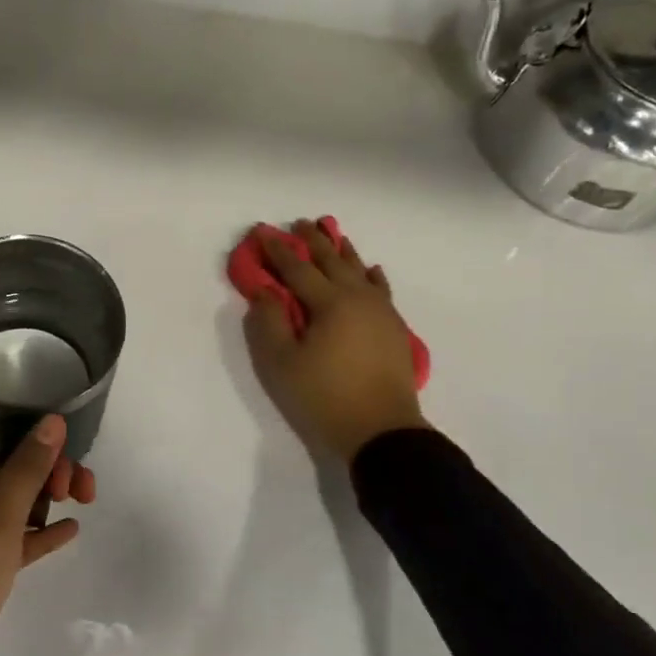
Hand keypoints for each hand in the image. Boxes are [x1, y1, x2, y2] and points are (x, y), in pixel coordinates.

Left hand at [0, 415, 96, 655]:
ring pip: (16, 507)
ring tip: (82, 505)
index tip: (72, 476)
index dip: (45, 453)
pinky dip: (39, 534)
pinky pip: (14, 541)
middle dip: (51, 476)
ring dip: (48, 502)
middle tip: (82, 494)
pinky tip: (70, 531)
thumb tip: (53, 419)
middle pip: (15, 474)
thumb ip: (28, 467)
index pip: (10, 448)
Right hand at [243, 219, 427, 461]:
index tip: (262, 231)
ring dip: (343, 251)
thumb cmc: (324, 397)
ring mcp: (382, 312)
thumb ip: (269, 322)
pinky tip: (371, 270)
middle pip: (333, 261)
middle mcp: (359, 298)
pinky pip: (381, 289)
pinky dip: (372, 275)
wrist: (382, 432)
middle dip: (313, 241)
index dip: (277, 250)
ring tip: (333, 235)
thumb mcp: (281, 363)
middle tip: (299, 223)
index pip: (297, 269)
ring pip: (360, 270)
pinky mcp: (394, 329)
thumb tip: (266, 291)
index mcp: (330, 303)